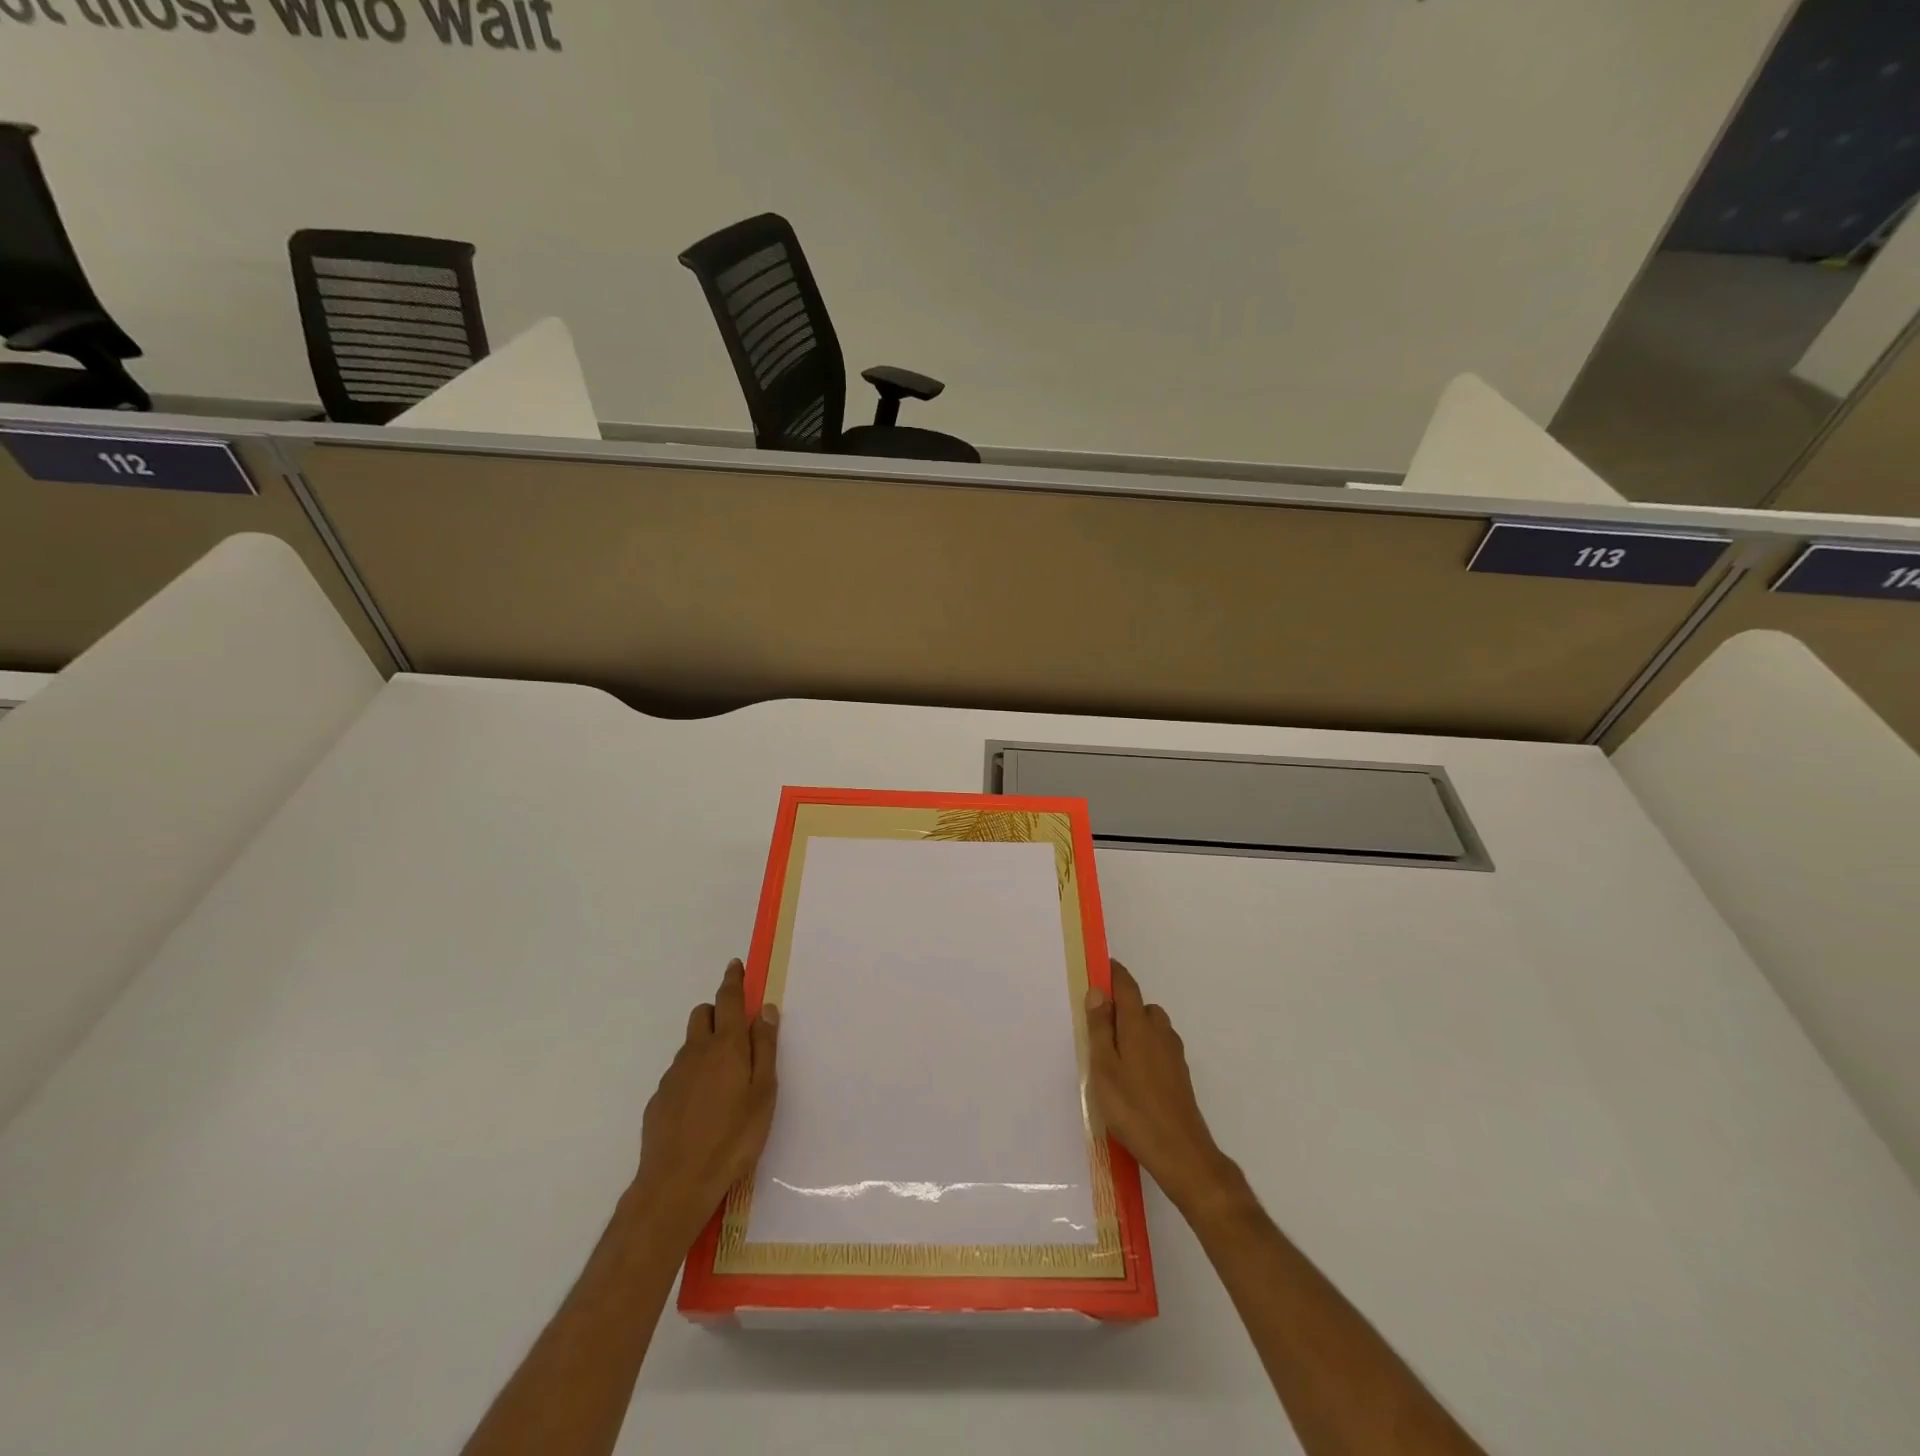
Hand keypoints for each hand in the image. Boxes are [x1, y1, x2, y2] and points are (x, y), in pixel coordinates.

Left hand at [633, 959, 779, 1245]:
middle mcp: (695, 1052)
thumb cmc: (733, 1138)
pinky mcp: (659, 1100)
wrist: (675, 1185)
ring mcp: (673, 1076)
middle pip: (702, 1015)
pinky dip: (693, 1074)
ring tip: (723, 1078)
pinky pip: (679, 1073)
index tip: (735, 965)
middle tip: (736, 1033)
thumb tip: (764, 1010)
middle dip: (718, 1012)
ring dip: (706, 1045)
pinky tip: (703, 1106)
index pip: (728, 1000)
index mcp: (725, 1046)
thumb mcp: (763, 1093)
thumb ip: (764, 1048)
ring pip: (690, 1045)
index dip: (733, 980)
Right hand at [1086, 959, 1238, 1213]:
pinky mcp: (1180, 1075)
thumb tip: (1099, 990)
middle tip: (1096, 1026)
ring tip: (1112, 1055)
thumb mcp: (1104, 1068)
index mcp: (1139, 1025)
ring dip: (1134, 1030)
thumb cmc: (1133, 1108)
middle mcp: (1160, 1031)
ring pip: (1151, 1028)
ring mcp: (1174, 1054)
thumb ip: (1100, 1028)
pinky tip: (1132, 1076)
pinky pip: (1158, 1047)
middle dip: (1121, 1007)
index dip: (1113, 974)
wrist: (1181, 1153)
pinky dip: (1144, 1049)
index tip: (1098, 968)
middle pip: (1140, 1006)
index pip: (1127, 985)